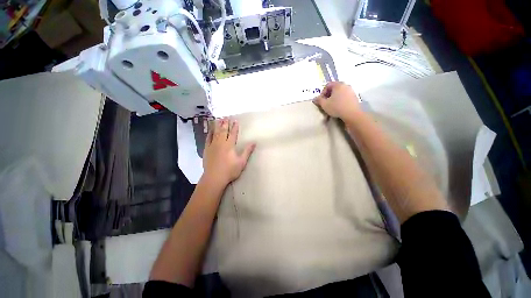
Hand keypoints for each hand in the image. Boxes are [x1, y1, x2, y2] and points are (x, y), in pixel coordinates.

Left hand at [202, 118, 255, 187]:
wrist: (214, 177)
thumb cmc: (230, 170)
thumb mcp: (242, 162)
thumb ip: (247, 151)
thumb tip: (254, 142)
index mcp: (230, 145)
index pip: (233, 133)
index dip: (235, 127)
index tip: (235, 121)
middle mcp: (221, 143)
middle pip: (223, 131)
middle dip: (225, 123)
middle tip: (226, 117)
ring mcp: (213, 145)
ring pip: (215, 133)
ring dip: (218, 126)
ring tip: (219, 119)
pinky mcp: (207, 149)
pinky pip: (208, 138)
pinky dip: (210, 133)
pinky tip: (210, 130)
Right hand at [313, 82, 360, 119]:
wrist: (352, 114)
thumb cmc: (336, 107)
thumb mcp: (324, 104)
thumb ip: (319, 100)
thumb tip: (314, 98)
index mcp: (338, 85)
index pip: (327, 85)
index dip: (322, 92)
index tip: (321, 100)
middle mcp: (345, 85)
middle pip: (334, 88)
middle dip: (329, 95)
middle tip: (326, 102)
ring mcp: (351, 90)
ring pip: (340, 92)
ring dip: (335, 97)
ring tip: (332, 105)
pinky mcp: (355, 97)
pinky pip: (345, 96)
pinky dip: (341, 100)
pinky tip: (339, 107)